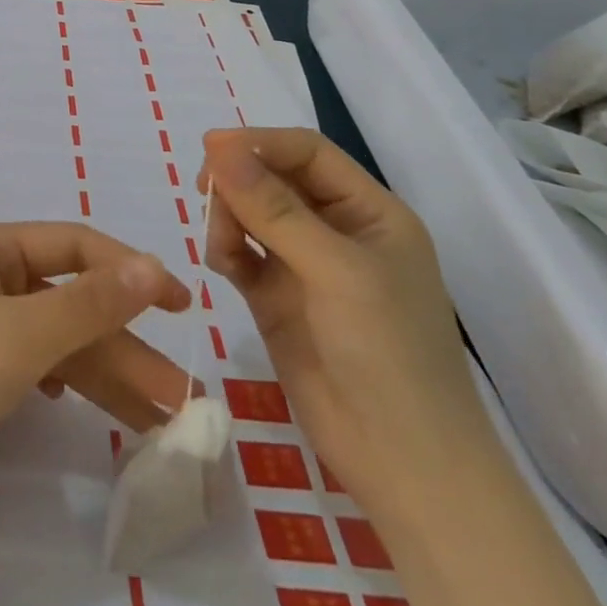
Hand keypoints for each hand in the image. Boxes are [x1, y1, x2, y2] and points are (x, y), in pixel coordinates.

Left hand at [0, 221, 192, 507]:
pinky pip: (26, 360)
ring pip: (50, 337)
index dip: (130, 270)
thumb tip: (151, 264)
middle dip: (120, 346)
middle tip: (177, 396)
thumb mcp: (23, 334)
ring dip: (99, 373)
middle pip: (66, 300)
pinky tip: (76, 404)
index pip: (73, 245)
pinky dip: (59, 381)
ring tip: (155, 419)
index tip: (180, 305)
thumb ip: (90, 302)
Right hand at [200, 127, 494, 524]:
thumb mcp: (335, 270)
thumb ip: (273, 208)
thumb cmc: (388, 353)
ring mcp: (303, 265)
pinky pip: (238, 253)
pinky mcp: (274, 297)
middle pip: (272, 178)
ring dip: (227, 218)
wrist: (402, 462)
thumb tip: (218, 148)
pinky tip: (223, 266)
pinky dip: (224, 250)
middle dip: (237, 181)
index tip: (209, 148)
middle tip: (204, 195)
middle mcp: (335, 230)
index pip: (307, 153)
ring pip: (249, 213)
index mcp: (369, 212)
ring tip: (222, 249)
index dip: (259, 143)